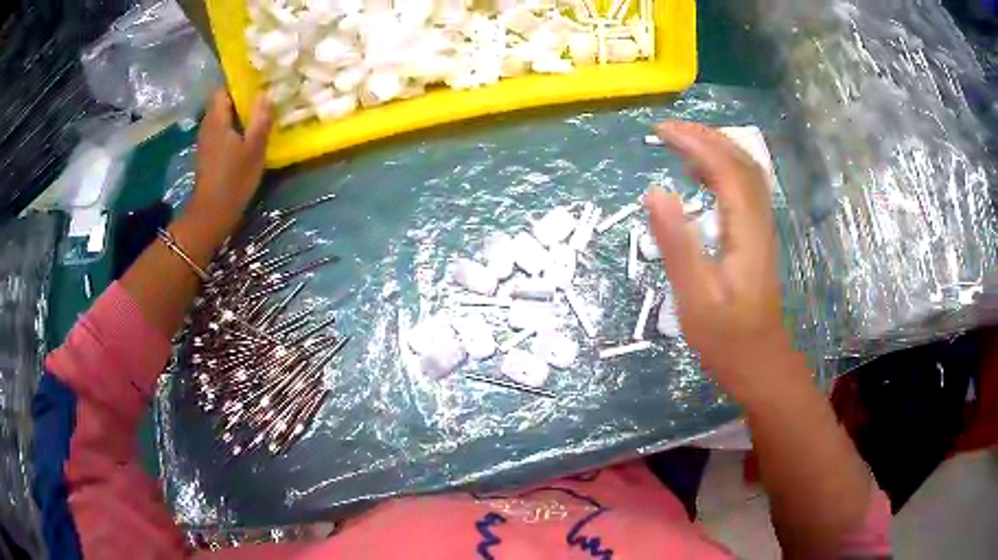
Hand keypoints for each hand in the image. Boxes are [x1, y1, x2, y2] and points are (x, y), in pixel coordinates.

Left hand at [185, 90, 272, 241]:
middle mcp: (208, 126)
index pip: (223, 90)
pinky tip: (247, 136)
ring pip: (223, 118)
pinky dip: (234, 129)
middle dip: (241, 99)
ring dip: (238, 115)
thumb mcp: (253, 148)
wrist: (212, 214)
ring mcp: (206, 141)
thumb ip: (260, 119)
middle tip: (263, 99)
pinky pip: (222, 131)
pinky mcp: (208, 155)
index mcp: (216, 119)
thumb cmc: (233, 179)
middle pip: (223, 103)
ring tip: (258, 116)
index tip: (258, 84)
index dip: (239, 84)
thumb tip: (265, 94)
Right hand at [646, 122, 796, 401]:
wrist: (759, 362)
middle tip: (666, 130)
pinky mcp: (756, 237)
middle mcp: (758, 220)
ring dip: (715, 148)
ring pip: (746, 172)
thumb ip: (676, 243)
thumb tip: (654, 191)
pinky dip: (722, 170)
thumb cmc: (726, 337)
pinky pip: (744, 188)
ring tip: (679, 144)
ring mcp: (761, 227)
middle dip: (705, 136)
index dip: (693, 142)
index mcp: (744, 230)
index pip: (724, 167)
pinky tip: (700, 177)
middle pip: (740, 161)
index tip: (659, 132)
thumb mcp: (695, 296)